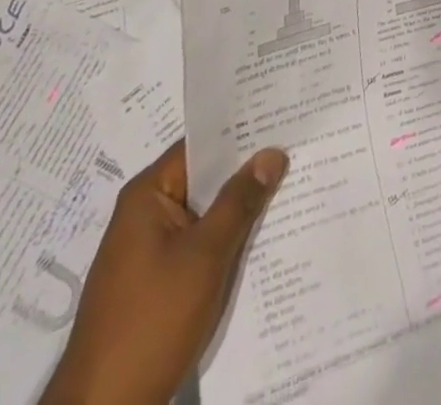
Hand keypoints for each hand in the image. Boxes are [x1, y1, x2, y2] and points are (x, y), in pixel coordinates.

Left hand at [40, 141, 286, 404]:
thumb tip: (273, 152)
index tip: (281, 119)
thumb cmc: (152, 321)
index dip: (241, 132)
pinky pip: (197, 245)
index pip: (200, 146)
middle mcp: (144, 214)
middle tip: (295, 151)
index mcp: (147, 195)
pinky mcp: (154, 283)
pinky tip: (259, 241)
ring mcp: (148, 251)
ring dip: (238, 210)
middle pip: (203, 179)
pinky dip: (224, 241)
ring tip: (289, 189)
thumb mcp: (205, 255)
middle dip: (245, 172)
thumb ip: (240, 201)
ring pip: (203, 215)